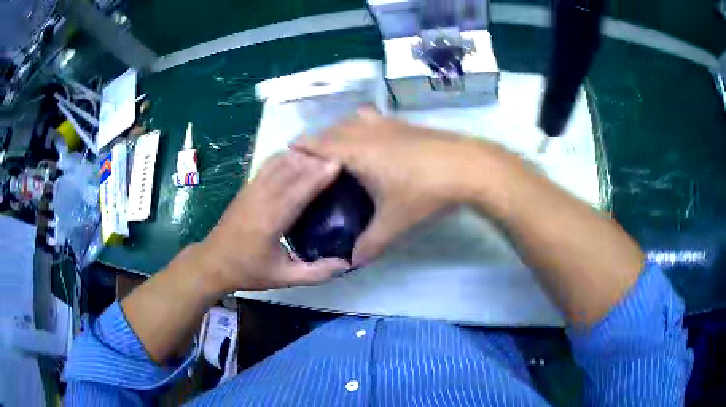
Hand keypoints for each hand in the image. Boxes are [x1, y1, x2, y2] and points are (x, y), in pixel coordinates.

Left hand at [198, 150, 350, 291]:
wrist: (213, 262)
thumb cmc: (249, 271)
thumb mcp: (284, 278)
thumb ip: (316, 272)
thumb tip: (347, 263)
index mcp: (270, 222)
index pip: (297, 192)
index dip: (317, 176)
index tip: (338, 163)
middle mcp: (260, 200)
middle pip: (289, 171)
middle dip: (314, 160)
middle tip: (338, 154)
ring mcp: (251, 190)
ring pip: (278, 164)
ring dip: (300, 155)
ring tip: (323, 152)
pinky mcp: (247, 187)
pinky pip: (267, 165)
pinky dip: (285, 156)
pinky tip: (298, 154)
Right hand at [292, 109, 507, 264]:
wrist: (468, 167)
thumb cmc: (425, 191)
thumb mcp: (395, 222)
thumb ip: (370, 243)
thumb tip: (353, 261)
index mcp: (356, 151)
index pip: (318, 143)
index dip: (301, 146)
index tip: (288, 152)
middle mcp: (368, 132)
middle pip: (334, 128)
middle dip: (319, 140)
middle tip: (313, 160)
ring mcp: (389, 124)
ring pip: (354, 119)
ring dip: (343, 129)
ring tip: (342, 148)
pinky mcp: (407, 124)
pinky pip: (375, 119)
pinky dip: (365, 126)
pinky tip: (376, 143)